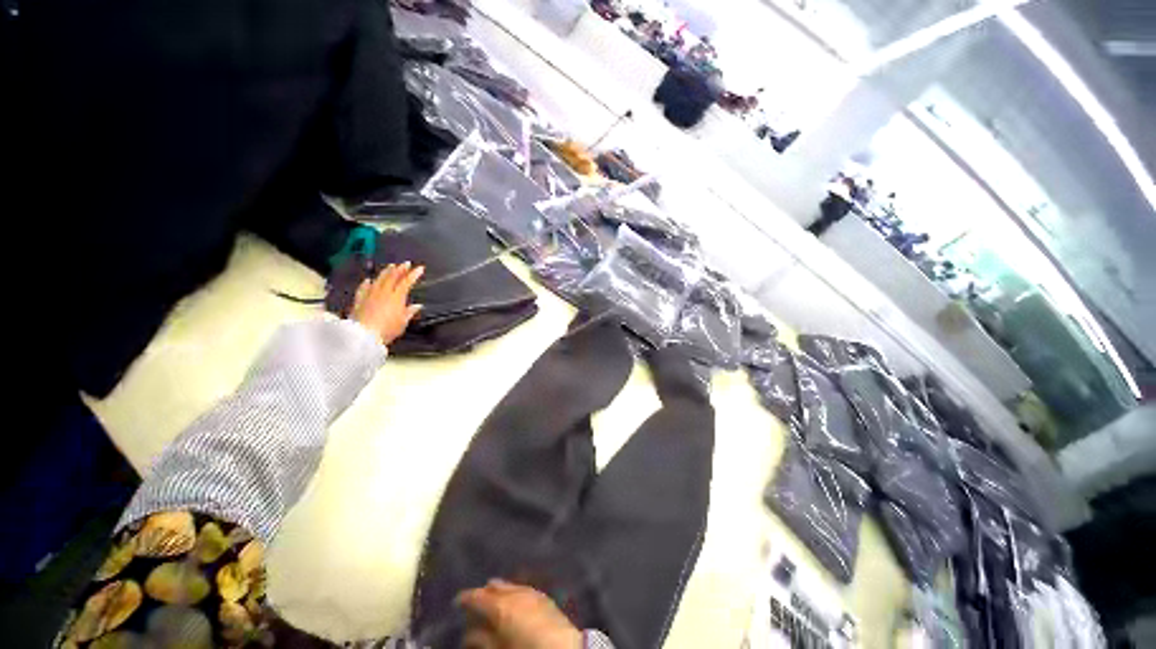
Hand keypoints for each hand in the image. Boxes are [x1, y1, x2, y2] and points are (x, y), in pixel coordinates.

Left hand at [352, 262, 423, 346]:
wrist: (363, 335)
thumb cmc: (386, 329)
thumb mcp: (402, 322)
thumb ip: (409, 312)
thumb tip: (417, 306)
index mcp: (396, 297)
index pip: (407, 282)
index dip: (414, 274)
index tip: (420, 268)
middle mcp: (383, 292)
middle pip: (392, 277)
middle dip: (400, 269)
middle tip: (405, 263)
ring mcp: (370, 294)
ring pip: (379, 279)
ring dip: (386, 272)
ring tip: (390, 266)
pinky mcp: (359, 299)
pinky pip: (363, 287)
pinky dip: (367, 283)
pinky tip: (368, 280)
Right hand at [457, 580, 582, 648]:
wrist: (563, 648)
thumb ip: (483, 640)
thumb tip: (469, 633)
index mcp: (501, 606)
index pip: (478, 597)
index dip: (466, 597)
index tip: (457, 600)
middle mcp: (515, 594)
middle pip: (496, 588)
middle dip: (484, 592)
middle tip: (474, 599)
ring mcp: (531, 593)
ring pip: (511, 586)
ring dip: (500, 590)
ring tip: (492, 593)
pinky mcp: (544, 597)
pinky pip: (524, 589)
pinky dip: (515, 592)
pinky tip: (514, 597)